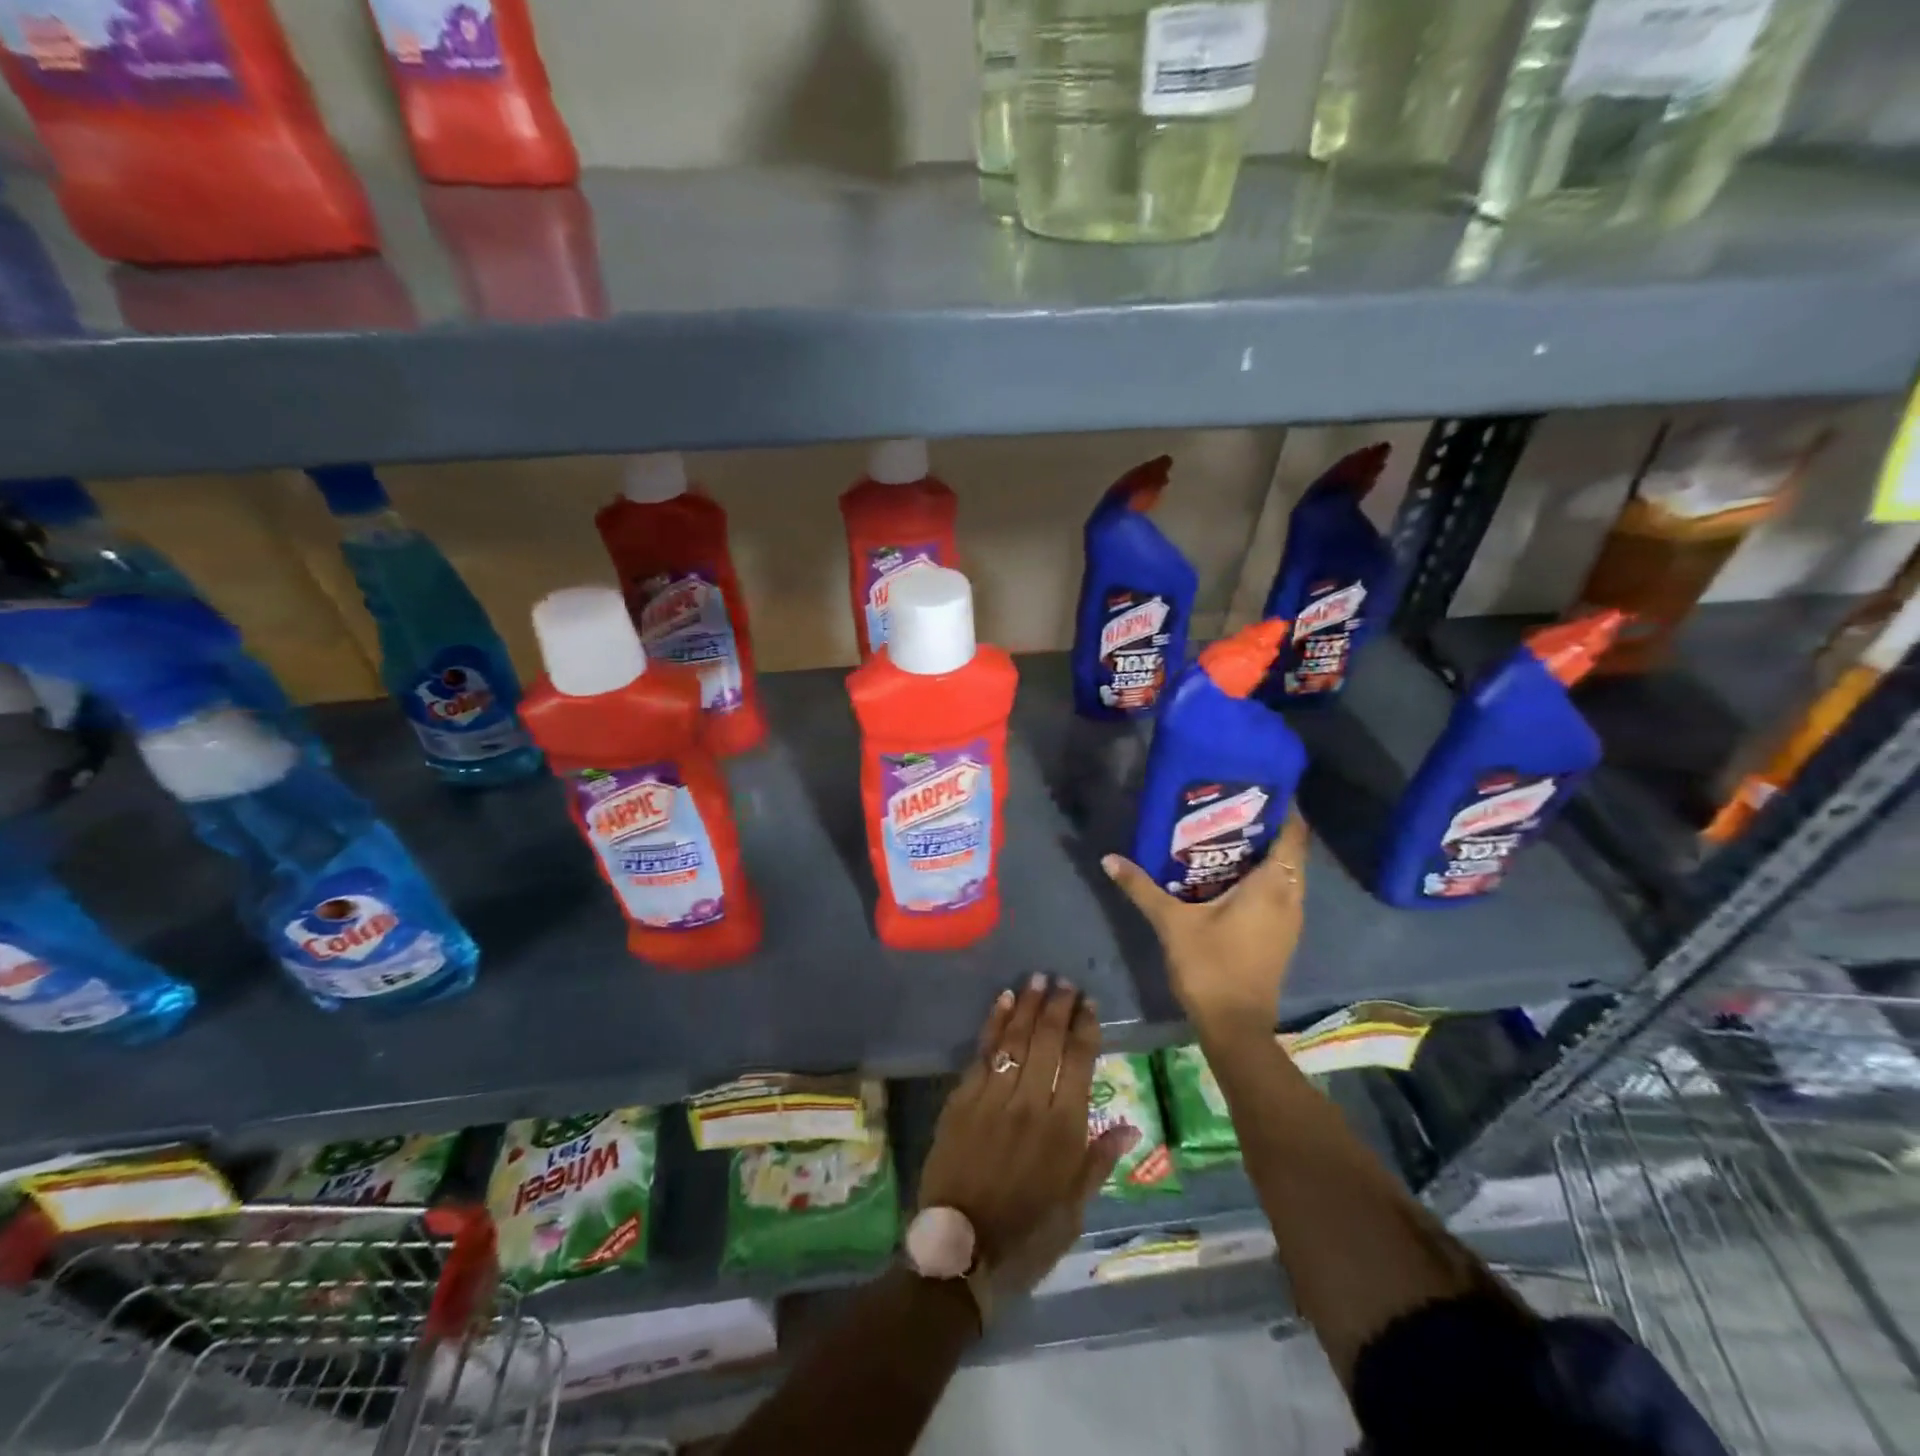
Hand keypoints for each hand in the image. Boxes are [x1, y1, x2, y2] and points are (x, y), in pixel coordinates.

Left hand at [918, 975, 1138, 1302]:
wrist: (959, 1249)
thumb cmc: (1026, 1234)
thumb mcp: (1073, 1209)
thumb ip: (1099, 1160)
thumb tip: (1129, 1125)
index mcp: (1063, 1130)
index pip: (1079, 1062)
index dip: (1086, 1028)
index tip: (1089, 1003)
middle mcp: (1030, 1103)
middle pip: (1048, 1041)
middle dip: (1058, 1006)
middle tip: (1065, 981)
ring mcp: (993, 1097)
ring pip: (1015, 1038)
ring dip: (1028, 1005)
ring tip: (1038, 978)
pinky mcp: (962, 1098)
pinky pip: (983, 1052)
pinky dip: (994, 1023)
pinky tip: (1003, 1001)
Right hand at [1101, 809, 1308, 1038]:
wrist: (1235, 1025)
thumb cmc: (1210, 966)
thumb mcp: (1171, 922)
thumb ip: (1141, 887)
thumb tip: (1109, 858)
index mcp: (1272, 886)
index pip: (1292, 834)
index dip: (1283, 808)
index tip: (1258, 788)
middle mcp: (1290, 897)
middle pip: (1289, 850)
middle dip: (1266, 826)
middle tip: (1230, 806)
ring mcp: (1290, 919)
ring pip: (1285, 873)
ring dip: (1264, 853)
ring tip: (1226, 833)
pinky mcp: (1281, 935)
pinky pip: (1280, 892)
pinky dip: (1262, 876)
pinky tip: (1229, 874)